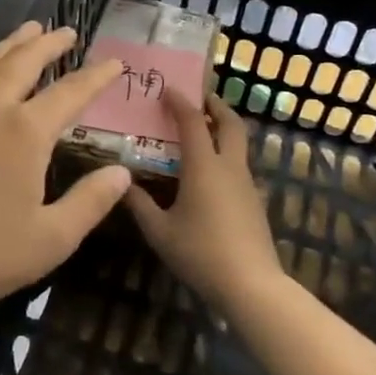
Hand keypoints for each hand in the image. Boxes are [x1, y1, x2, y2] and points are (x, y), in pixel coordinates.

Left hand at [0, 23, 131, 336]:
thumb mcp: (51, 241)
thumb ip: (90, 202)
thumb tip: (123, 172)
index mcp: (26, 133)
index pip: (71, 93)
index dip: (97, 76)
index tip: (115, 62)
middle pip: (25, 62)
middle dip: (50, 44)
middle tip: (68, 32)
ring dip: (11, 43)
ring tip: (29, 29)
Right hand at [124, 92, 282, 315]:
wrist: (251, 285)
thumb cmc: (200, 253)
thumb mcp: (159, 231)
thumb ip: (139, 204)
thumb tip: (121, 183)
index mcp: (204, 166)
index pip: (193, 121)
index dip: (180, 101)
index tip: (168, 89)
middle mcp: (229, 166)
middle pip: (230, 123)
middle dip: (215, 105)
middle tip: (198, 99)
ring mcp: (246, 184)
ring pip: (238, 144)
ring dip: (222, 130)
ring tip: (198, 133)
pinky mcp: (254, 202)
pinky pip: (238, 166)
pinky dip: (224, 155)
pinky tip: (206, 174)